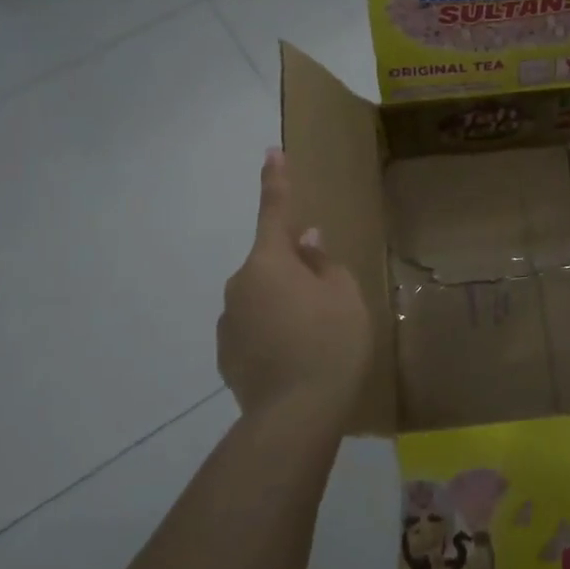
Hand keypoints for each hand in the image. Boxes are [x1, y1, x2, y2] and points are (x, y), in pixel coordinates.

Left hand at [219, 148, 373, 420]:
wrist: (295, 417)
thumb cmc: (330, 342)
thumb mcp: (343, 295)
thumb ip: (323, 263)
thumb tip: (306, 242)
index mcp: (269, 262)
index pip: (274, 211)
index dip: (276, 181)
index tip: (271, 152)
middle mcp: (240, 285)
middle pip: (270, 265)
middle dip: (293, 271)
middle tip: (326, 300)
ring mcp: (229, 323)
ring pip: (261, 300)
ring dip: (283, 306)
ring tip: (315, 340)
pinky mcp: (226, 357)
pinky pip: (254, 331)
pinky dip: (272, 336)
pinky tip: (295, 361)